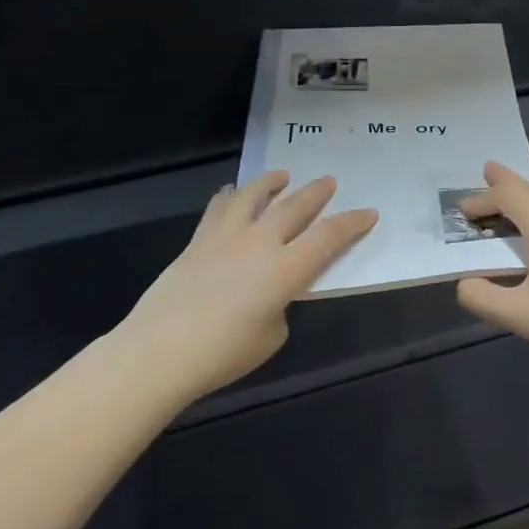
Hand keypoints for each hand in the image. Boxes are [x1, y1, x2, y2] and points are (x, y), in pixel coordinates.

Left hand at [113, 173, 376, 403]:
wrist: (159, 352)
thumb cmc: (224, 353)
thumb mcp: (271, 335)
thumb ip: (280, 305)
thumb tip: (271, 292)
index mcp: (286, 269)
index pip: (329, 237)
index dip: (352, 223)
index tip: (369, 213)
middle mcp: (260, 243)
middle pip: (294, 207)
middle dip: (316, 193)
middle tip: (329, 181)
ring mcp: (225, 238)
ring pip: (253, 197)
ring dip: (271, 183)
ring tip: (282, 175)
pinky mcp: (197, 242)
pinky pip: (219, 209)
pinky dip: (231, 197)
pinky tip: (232, 193)